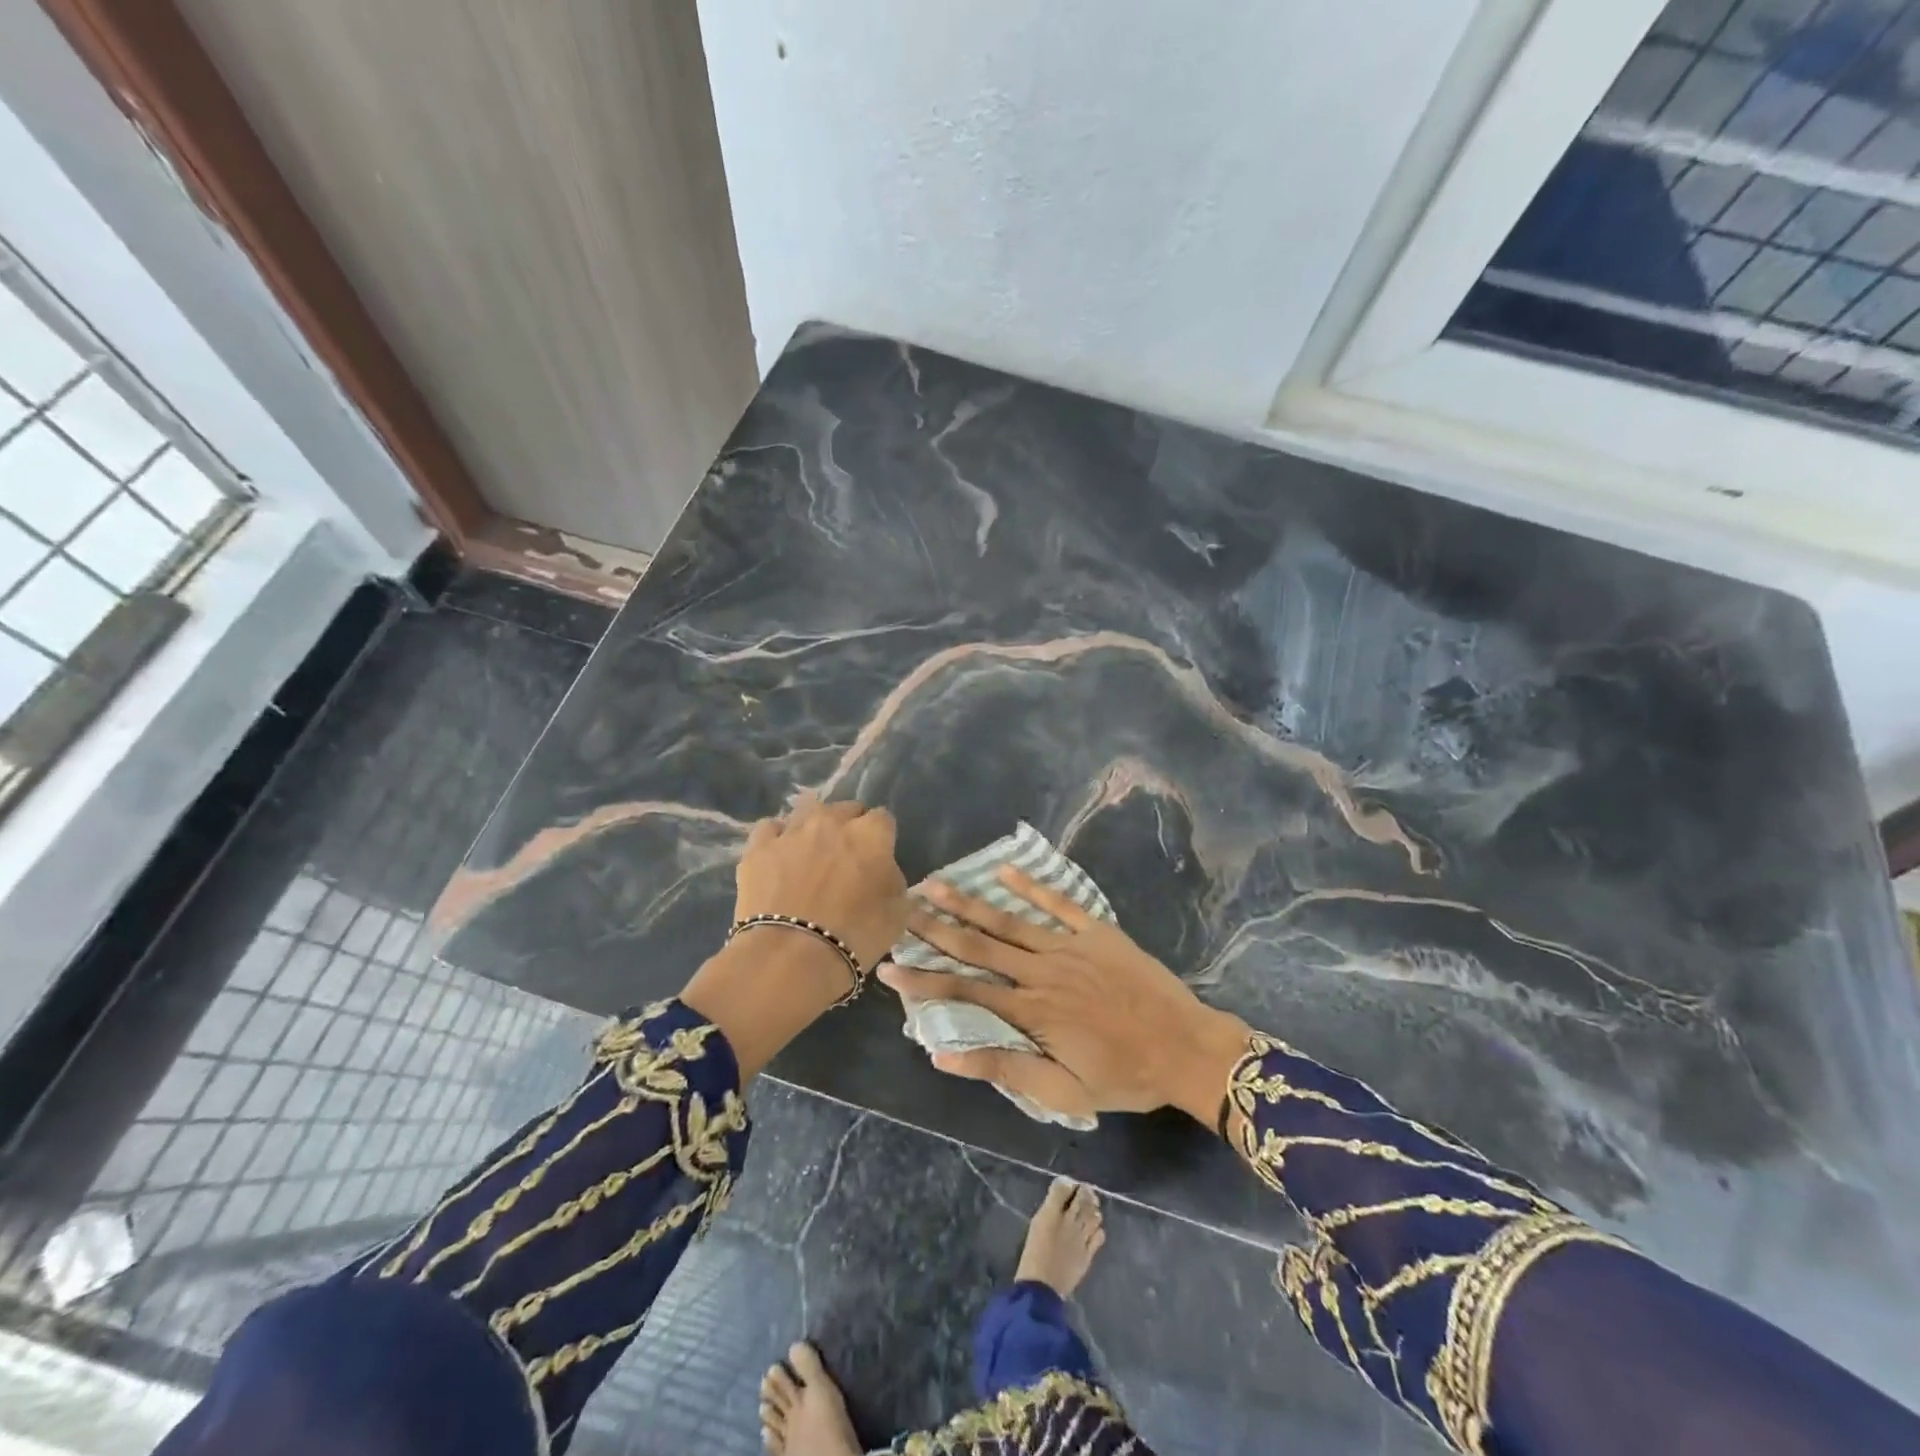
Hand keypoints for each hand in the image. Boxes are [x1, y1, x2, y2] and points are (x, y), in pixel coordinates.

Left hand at [734, 793, 909, 969]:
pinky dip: (777, 838)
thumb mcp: (897, 914)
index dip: (882, 837)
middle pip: (845, 809)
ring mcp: (792, 831)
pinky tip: (779, 855)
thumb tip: (883, 871)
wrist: (791, 956)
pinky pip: (770, 828)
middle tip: (847, 857)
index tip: (878, 858)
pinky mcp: (759, 848)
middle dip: (849, 827)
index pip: (883, 818)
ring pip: (807, 811)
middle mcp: (832, 821)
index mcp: (871, 834)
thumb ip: (894, 881)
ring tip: (811, 852)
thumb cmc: (855, 936)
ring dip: (814, 826)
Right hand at [877, 868, 1250, 1125]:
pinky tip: (1002, 870)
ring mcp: (1069, 946)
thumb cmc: (1124, 1077)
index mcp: (1031, 1011)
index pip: (964, 992)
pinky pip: (1058, 903)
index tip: (887, 966)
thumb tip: (943, 1055)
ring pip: (1009, 921)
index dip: (922, 980)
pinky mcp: (1096, 931)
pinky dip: (1030, 886)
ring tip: (935, 883)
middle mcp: (1041, 972)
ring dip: (969, 902)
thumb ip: (1003, 1069)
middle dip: (936, 928)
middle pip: (978, 947)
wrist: (1186, 1048)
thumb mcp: (1063, 1091)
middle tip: (901, 906)